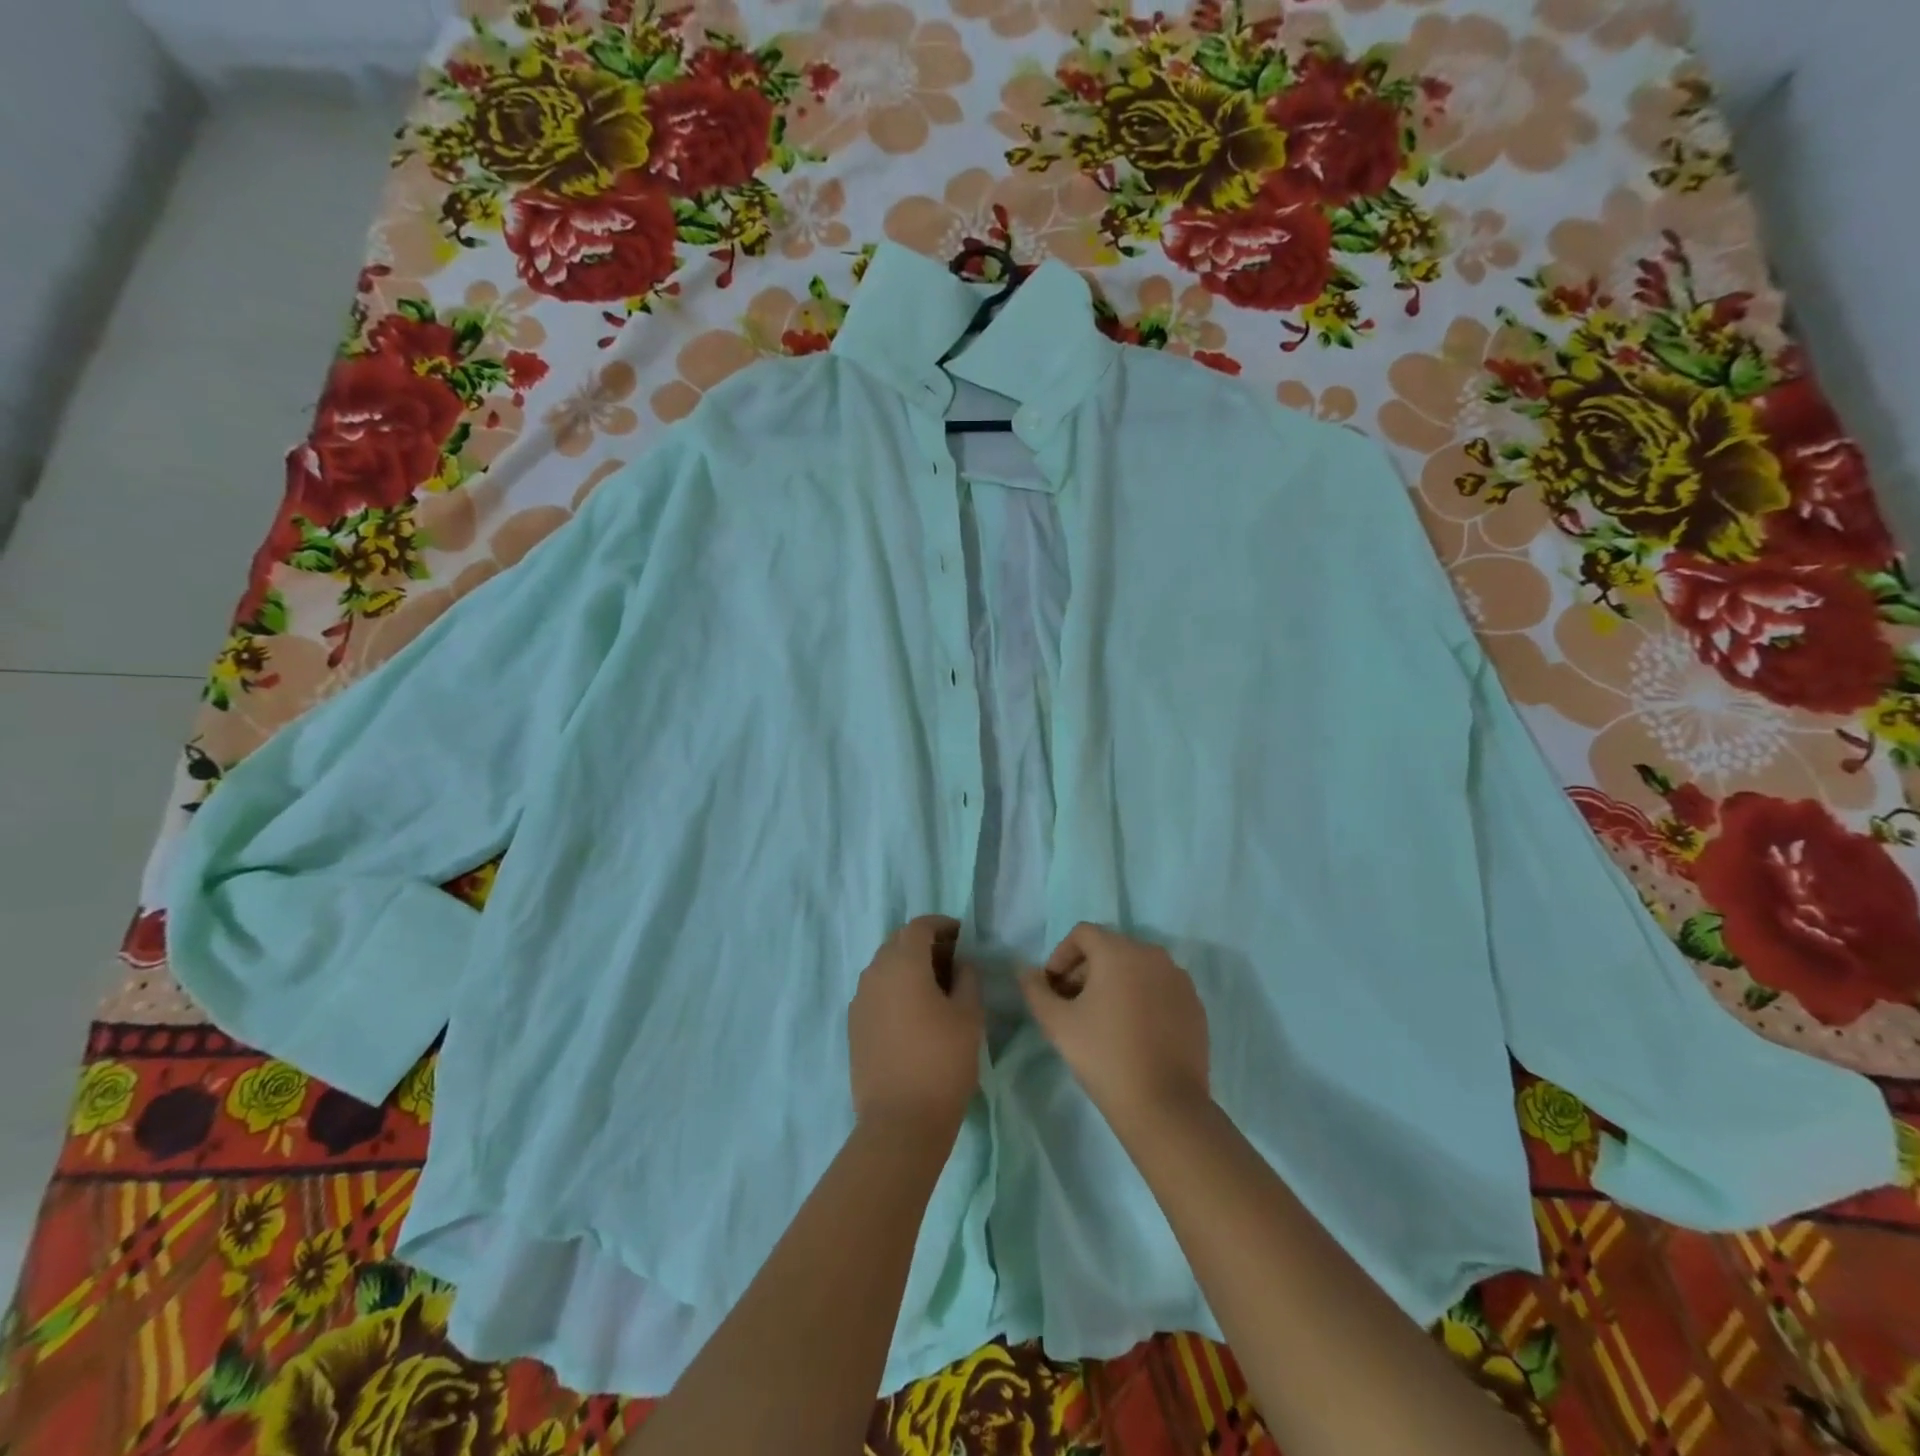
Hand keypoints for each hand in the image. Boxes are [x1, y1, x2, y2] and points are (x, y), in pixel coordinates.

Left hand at [848, 916, 982, 1137]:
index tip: (964, 937)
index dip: (943, 926)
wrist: (900, 1122)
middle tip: (953, 963)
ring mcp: (860, 1000)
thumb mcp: (969, 1015)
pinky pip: (876, 992)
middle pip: (899, 943)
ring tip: (937, 989)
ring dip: (909, 967)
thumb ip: (967, 978)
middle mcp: (874, 973)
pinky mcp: (854, 1025)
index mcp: (902, 963)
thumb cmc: (942, 1062)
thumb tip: (961, 963)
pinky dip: (895, 989)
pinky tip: (915, 1014)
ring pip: (885, 967)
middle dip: (925, 945)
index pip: (919, 926)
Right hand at [1020, 923, 1209, 1133]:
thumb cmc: (1104, 1056)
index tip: (1052, 988)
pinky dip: (1141, 998)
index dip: (1061, 955)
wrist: (1164, 1106)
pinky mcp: (1195, 1005)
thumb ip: (1036, 990)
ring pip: (1137, 968)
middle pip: (1110, 949)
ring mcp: (1179, 980)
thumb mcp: (1057, 1024)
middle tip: (1071, 1005)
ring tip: (1101, 1019)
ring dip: (1114, 983)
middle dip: (1085, 970)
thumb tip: (1025, 971)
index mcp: (1119, 951)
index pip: (1083, 934)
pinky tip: (1132, 1032)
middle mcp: (1153, 955)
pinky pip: (1159, 988)